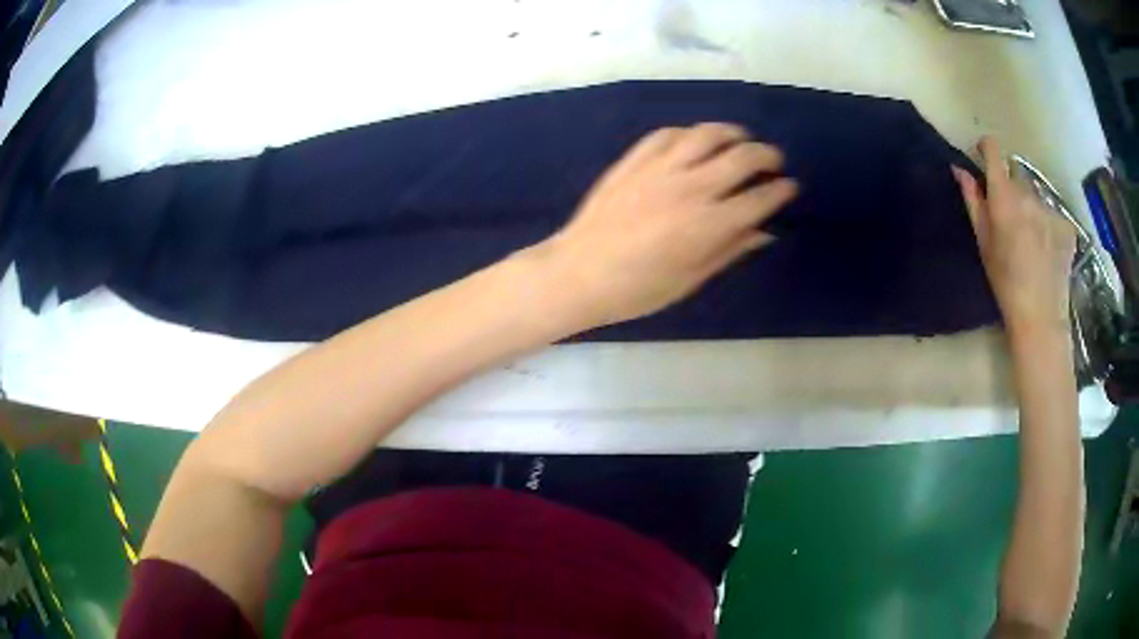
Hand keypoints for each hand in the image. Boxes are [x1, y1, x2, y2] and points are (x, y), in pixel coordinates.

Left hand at [540, 123, 796, 328]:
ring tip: (741, 139)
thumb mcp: (691, 278)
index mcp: (709, 224)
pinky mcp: (634, 160)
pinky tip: (696, 141)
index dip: (781, 191)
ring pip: (707, 134)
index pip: (760, 198)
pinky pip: (668, 134)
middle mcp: (691, 187)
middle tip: (773, 162)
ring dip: (732, 133)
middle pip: (743, 157)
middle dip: (767, 155)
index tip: (789, 188)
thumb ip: (730, 250)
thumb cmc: (637, 289)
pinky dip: (690, 133)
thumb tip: (764, 232)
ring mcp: (660, 168)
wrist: (579, 273)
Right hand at [952, 137, 1075, 339]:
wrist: (1040, 317)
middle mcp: (1028, 195)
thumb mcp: (983, 243)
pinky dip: (1048, 226)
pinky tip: (1048, 250)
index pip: (994, 150)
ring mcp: (1050, 209)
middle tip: (1011, 220)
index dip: (987, 148)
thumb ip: (973, 201)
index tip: (983, 157)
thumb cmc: (1005, 283)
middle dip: (1011, 189)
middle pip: (1016, 176)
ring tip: (1032, 241)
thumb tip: (960, 169)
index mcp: (1004, 197)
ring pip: (1035, 196)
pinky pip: (1052, 214)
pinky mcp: (1066, 224)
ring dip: (1031, 208)